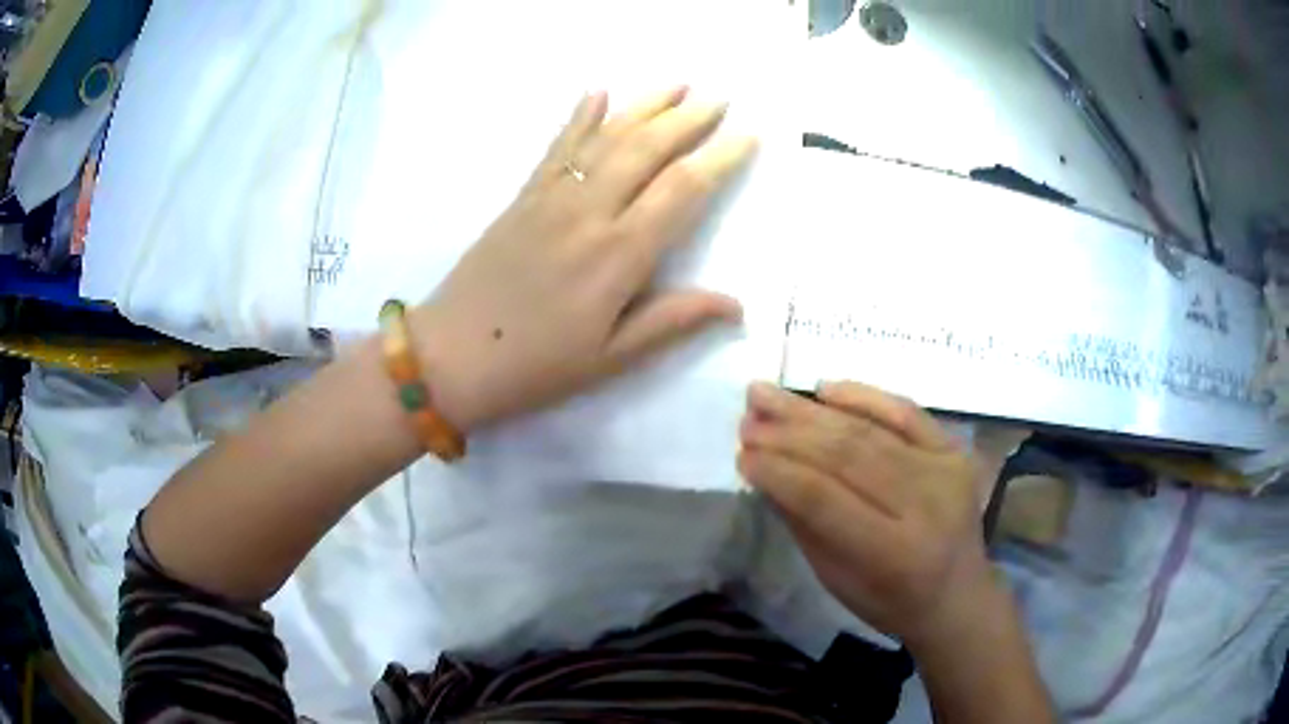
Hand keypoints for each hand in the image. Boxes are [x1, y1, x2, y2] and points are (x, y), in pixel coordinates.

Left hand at [410, 88, 756, 430]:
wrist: (452, 355)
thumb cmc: (538, 364)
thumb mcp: (612, 357)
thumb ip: (673, 321)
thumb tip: (736, 304)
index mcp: (619, 254)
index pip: (682, 189)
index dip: (719, 158)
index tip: (748, 136)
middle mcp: (590, 212)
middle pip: (646, 149)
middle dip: (687, 119)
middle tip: (718, 98)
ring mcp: (552, 197)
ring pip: (605, 137)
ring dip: (643, 106)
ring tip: (676, 84)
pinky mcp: (523, 196)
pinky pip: (558, 147)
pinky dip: (579, 116)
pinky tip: (597, 91)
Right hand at [738, 381, 1003, 647]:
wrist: (957, 595)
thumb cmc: (889, 601)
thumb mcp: (835, 578)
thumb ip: (802, 522)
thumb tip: (764, 469)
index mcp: (892, 552)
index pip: (823, 499)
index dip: (779, 473)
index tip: (741, 454)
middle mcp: (924, 504)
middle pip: (847, 456)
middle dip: (789, 434)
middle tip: (747, 415)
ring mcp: (945, 471)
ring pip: (869, 431)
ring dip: (813, 412)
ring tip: (768, 395)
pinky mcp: (955, 451)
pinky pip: (907, 413)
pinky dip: (865, 397)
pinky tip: (826, 388)